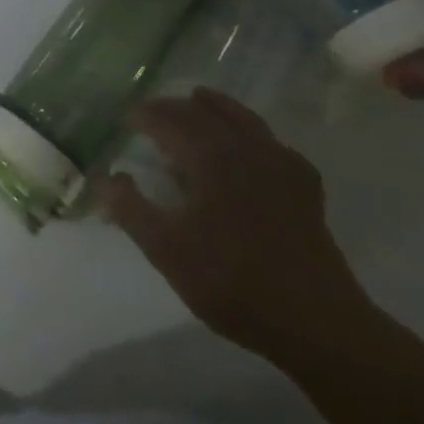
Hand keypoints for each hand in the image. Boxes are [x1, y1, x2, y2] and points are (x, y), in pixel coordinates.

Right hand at [102, 89, 375, 365]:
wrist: (316, 323)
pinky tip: (255, 148)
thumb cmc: (233, 281)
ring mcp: (280, 165)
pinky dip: (256, 136)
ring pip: (244, 120)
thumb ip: (131, 209)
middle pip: (204, 113)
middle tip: (152, 111)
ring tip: (200, 101)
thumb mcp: (167, 250)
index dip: (144, 116)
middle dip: (174, 107)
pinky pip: (275, 145)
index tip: (125, 117)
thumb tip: (107, 176)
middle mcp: (244, 149)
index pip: (169, 121)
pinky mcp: (305, 188)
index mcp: (210, 157)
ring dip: (216, 107)